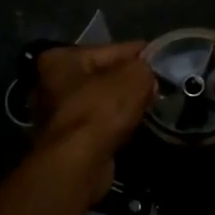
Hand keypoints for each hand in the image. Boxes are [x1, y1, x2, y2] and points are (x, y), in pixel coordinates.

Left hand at [31, 41, 157, 193]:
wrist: (77, 164)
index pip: (110, 49)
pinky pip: (98, 124)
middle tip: (158, 86)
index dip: (140, 54)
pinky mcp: (66, 140)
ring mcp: (56, 114)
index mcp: (60, 58)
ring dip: (122, 105)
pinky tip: (134, 127)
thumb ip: (144, 68)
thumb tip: (147, 75)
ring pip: (101, 101)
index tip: (163, 58)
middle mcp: (50, 83)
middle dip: (129, 81)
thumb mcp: (133, 78)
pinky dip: (115, 125)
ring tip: (150, 106)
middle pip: (103, 75)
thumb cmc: (99, 111)